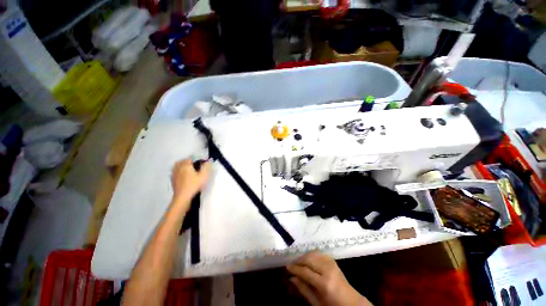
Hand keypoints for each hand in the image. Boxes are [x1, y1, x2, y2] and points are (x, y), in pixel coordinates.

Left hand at [171, 159, 210, 207]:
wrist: (183, 197)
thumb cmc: (194, 185)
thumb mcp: (203, 176)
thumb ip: (206, 167)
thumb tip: (208, 161)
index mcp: (186, 165)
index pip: (190, 158)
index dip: (196, 159)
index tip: (200, 162)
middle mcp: (179, 168)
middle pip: (182, 161)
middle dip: (187, 161)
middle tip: (194, 164)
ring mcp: (174, 174)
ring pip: (176, 166)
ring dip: (181, 165)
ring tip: (187, 168)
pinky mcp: (172, 180)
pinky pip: (174, 172)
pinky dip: (178, 171)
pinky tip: (182, 175)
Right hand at [287, 251, 371, 305]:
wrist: (351, 302)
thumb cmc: (332, 305)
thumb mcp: (316, 303)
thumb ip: (303, 289)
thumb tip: (291, 278)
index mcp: (324, 283)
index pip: (305, 271)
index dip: (295, 268)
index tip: (287, 267)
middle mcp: (328, 269)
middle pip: (309, 259)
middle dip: (298, 260)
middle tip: (292, 264)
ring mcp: (331, 263)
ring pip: (313, 253)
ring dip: (304, 256)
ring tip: (299, 262)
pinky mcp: (333, 260)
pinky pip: (319, 253)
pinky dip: (311, 254)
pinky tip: (308, 260)